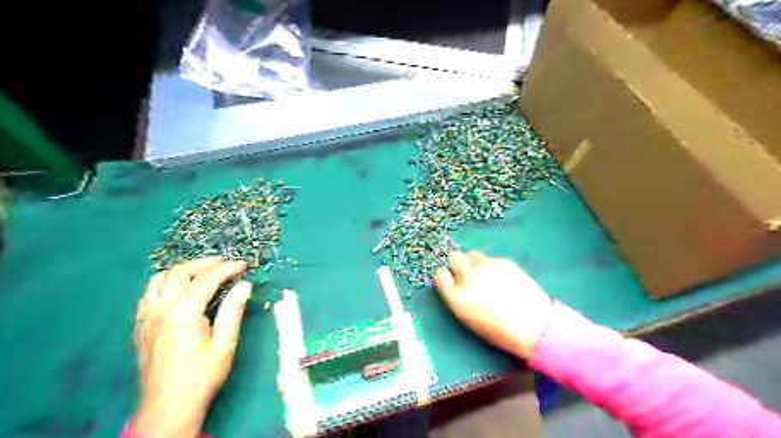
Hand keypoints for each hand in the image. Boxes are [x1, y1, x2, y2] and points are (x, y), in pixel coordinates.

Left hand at [132, 259, 251, 435]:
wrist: (167, 406)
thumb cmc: (202, 376)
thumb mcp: (225, 344)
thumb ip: (233, 310)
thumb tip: (245, 285)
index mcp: (184, 314)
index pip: (206, 279)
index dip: (227, 268)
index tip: (243, 265)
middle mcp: (161, 310)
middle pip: (180, 272)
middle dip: (205, 263)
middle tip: (225, 263)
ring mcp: (146, 317)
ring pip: (160, 279)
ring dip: (183, 270)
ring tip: (204, 271)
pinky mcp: (140, 325)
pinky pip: (150, 293)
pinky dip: (167, 283)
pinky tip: (180, 289)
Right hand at [433, 250, 554, 358]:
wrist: (534, 328)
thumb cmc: (499, 331)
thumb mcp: (468, 318)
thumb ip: (458, 297)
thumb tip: (455, 281)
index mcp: (457, 298)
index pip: (440, 274)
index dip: (446, 276)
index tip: (452, 279)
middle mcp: (468, 279)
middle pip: (454, 257)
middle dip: (458, 263)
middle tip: (467, 272)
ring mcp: (486, 268)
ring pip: (472, 254)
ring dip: (475, 262)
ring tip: (487, 275)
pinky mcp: (503, 262)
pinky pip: (491, 259)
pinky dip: (493, 266)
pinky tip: (504, 279)